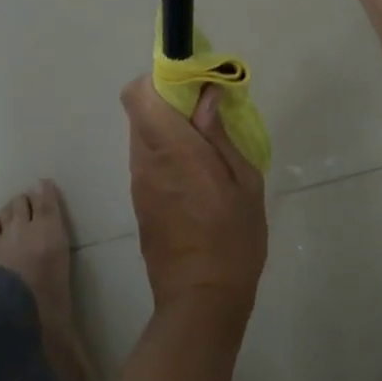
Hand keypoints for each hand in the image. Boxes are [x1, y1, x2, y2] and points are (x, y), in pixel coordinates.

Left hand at [120, 76, 267, 320]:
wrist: (201, 300)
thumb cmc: (233, 238)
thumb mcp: (243, 182)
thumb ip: (219, 134)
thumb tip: (206, 95)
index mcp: (171, 149)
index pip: (137, 93)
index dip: (159, 80)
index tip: (192, 84)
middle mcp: (145, 160)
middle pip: (141, 109)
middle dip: (170, 101)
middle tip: (208, 113)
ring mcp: (139, 182)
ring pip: (144, 134)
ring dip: (170, 128)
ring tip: (208, 146)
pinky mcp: (140, 201)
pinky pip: (148, 159)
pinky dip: (167, 152)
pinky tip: (197, 175)